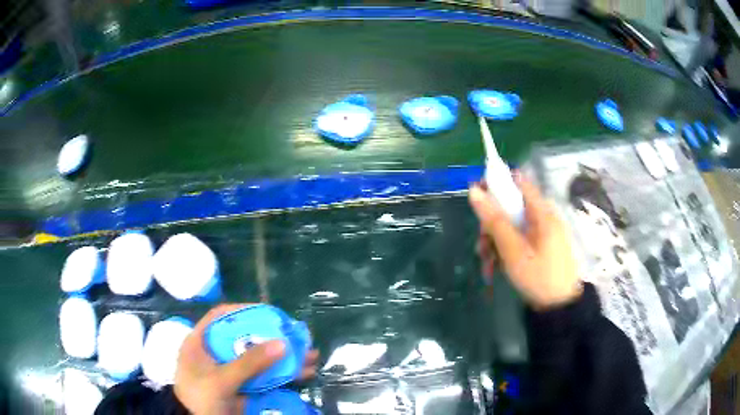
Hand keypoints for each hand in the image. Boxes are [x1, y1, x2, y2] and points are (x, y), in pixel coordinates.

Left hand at [174, 304, 318, 414]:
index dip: (244, 311)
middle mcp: (217, 352)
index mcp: (202, 342)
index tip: (268, 313)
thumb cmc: (200, 397)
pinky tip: (304, 373)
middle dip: (274, 337)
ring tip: (311, 356)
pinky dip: (283, 375)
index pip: (222, 317)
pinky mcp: (242, 386)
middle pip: (247, 338)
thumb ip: (249, 363)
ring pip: (260, 358)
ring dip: (284, 358)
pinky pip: (265, 376)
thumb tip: (282, 343)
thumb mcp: (221, 380)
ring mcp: (231, 370)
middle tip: (297, 336)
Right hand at [469, 174, 581, 308]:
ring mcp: (543, 233)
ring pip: (513, 226)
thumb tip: (474, 190)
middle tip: (481, 246)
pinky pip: (519, 239)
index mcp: (542, 212)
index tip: (478, 198)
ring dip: (496, 241)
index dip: (497, 184)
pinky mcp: (541, 247)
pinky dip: (506, 250)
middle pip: (512, 208)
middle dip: (492, 225)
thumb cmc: (538, 276)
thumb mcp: (512, 250)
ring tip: (487, 264)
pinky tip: (496, 267)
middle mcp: (543, 218)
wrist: (559, 307)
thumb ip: (494, 220)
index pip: (518, 182)